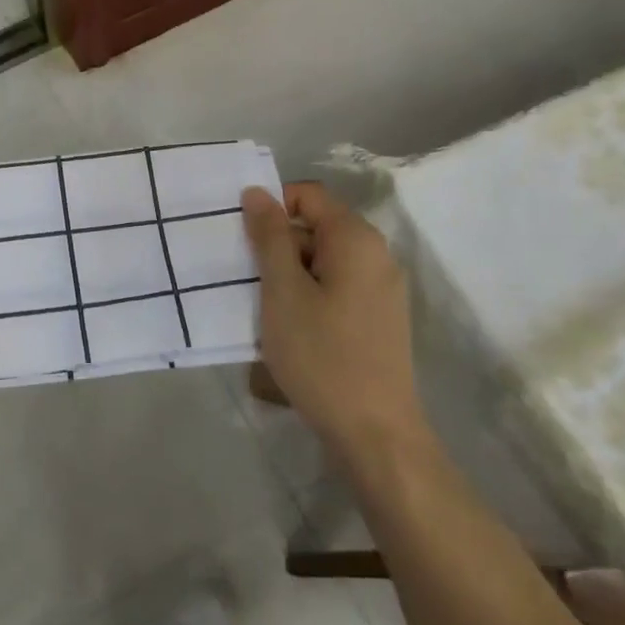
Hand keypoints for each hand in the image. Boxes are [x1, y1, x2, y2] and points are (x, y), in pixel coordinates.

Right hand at [242, 183, 424, 455]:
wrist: (374, 433)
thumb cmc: (321, 354)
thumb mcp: (283, 291)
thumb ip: (270, 236)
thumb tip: (257, 192)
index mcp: (356, 239)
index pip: (308, 195)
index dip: (272, 207)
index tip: (243, 239)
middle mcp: (376, 255)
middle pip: (316, 227)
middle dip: (277, 245)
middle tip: (246, 278)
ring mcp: (381, 288)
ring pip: (323, 260)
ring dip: (289, 273)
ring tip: (263, 306)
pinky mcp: (378, 317)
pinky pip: (336, 286)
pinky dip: (308, 295)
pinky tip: (290, 327)